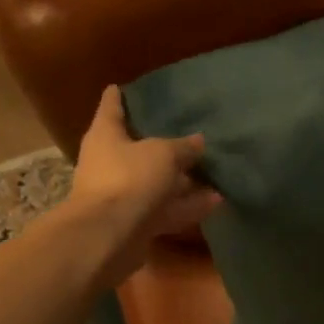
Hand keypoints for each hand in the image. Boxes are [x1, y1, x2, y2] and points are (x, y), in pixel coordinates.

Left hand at [69, 85, 222, 281]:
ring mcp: (123, 196)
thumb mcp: (163, 154)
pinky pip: (167, 210)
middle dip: (161, 145)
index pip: (111, 108)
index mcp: (106, 136)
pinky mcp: (136, 223)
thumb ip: (183, 147)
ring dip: (183, 181)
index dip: (118, 97)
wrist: (109, 236)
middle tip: (187, 135)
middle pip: (137, 149)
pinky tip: (217, 202)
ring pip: (156, 183)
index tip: (120, 87)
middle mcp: (110, 163)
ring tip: (213, 174)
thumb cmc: (129, 179)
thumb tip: (198, 141)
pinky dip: (188, 206)